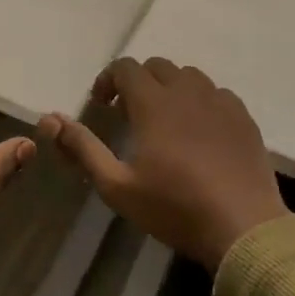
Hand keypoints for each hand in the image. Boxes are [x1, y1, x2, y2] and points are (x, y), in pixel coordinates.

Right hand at [39, 57, 287, 270]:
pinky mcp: (244, 118)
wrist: (244, 228)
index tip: (102, 105)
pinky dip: (200, 101)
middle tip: (129, 113)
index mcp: (154, 103)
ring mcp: (220, 103)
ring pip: (189, 76)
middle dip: (137, 82)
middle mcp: (187, 92)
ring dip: (170, 88)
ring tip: (164, 119)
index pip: (126, 68)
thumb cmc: (174, 207)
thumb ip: (82, 148)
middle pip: (157, 67)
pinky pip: (217, 94)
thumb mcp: (116, 185)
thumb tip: (50, 119)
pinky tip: (199, 131)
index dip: (108, 80)